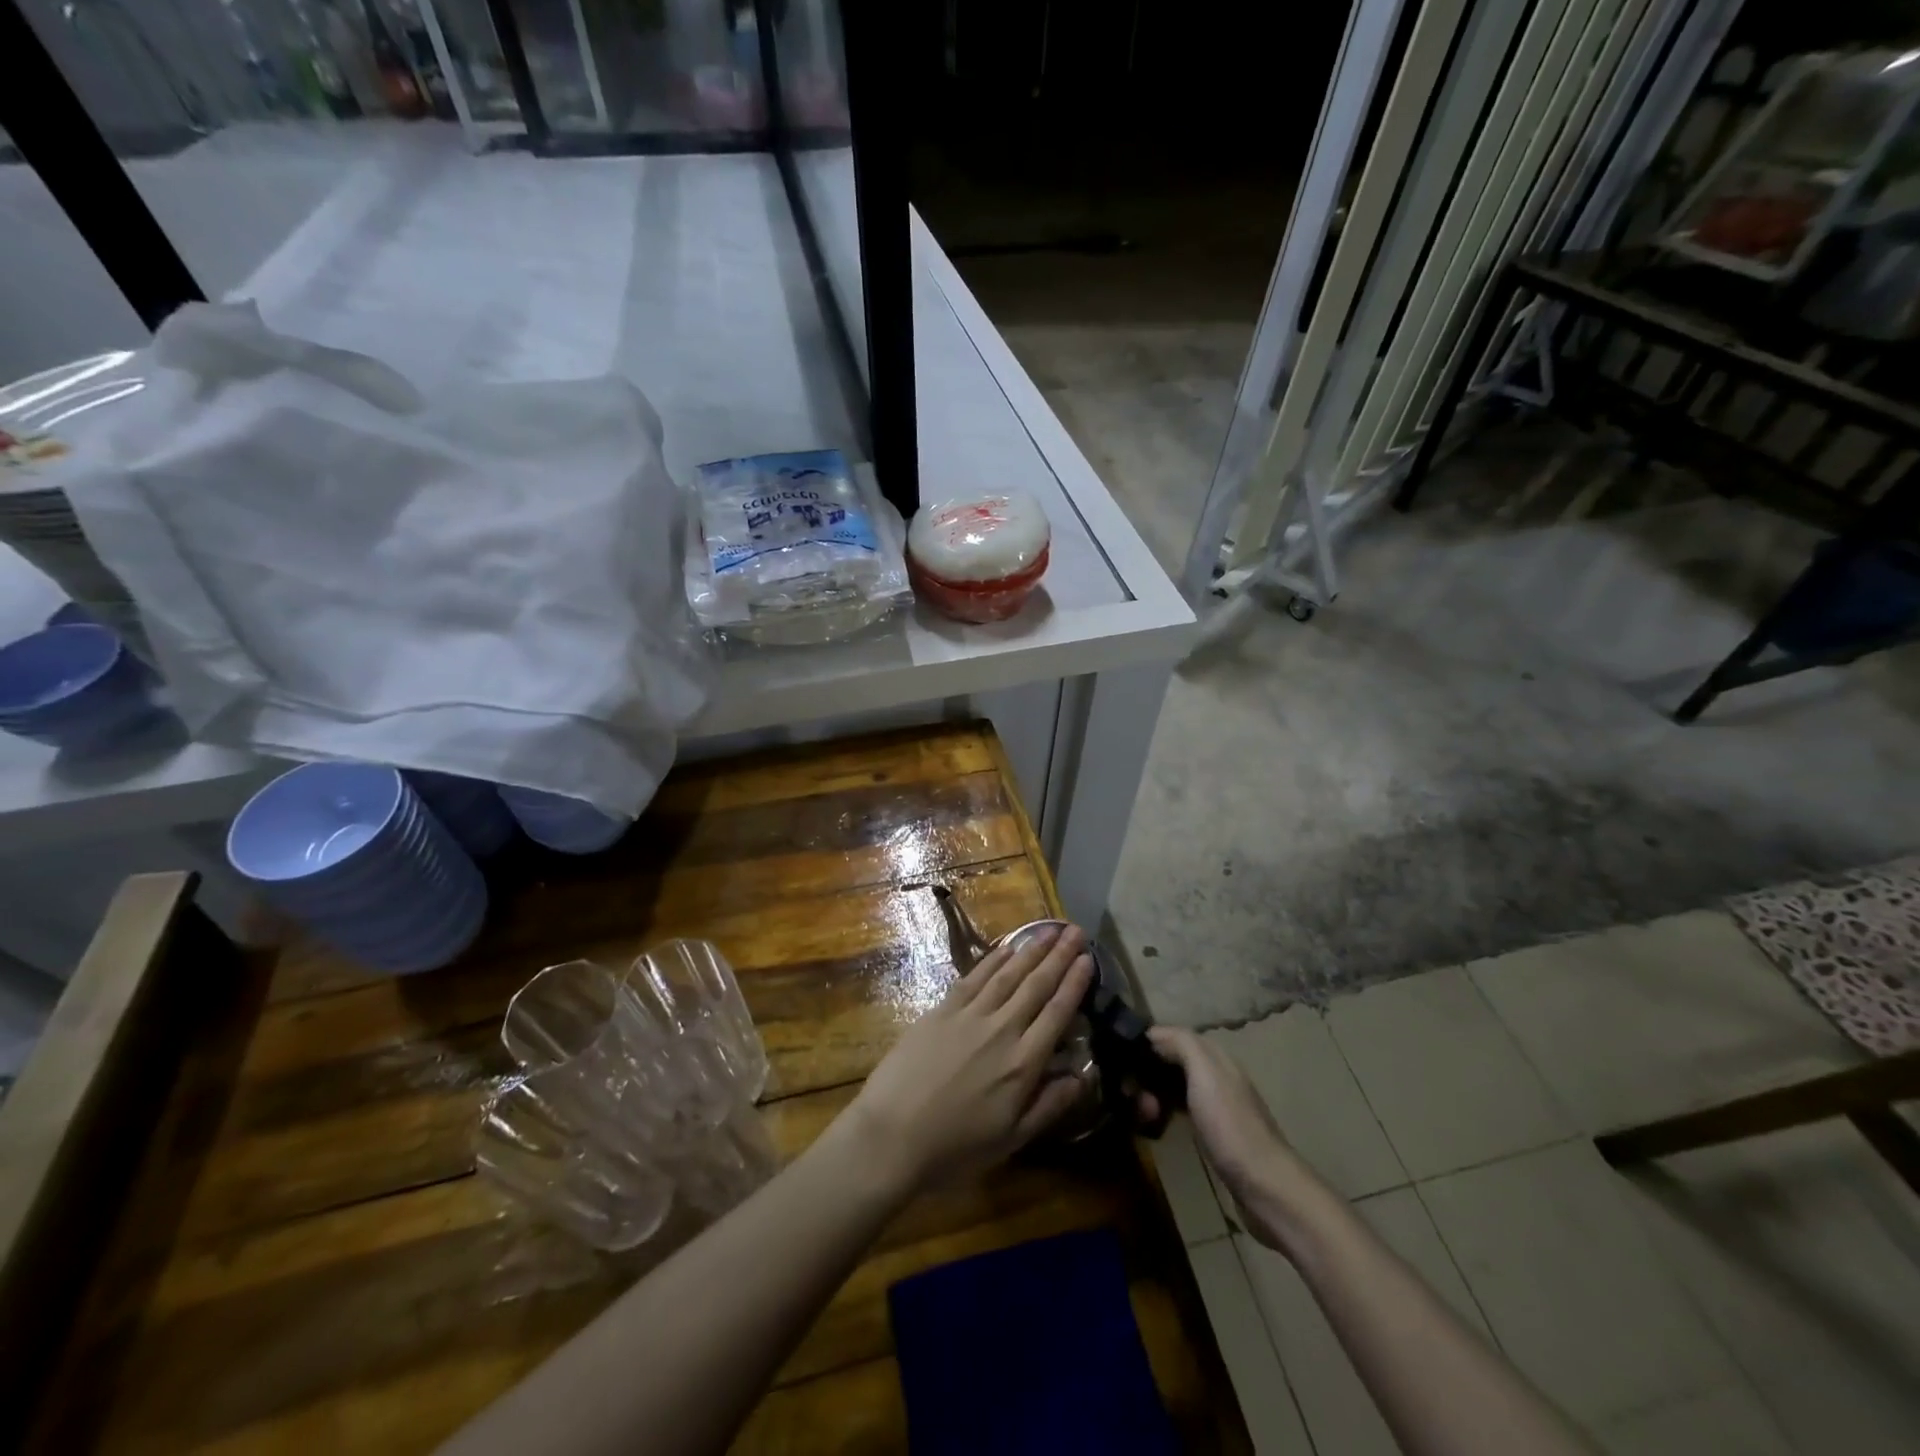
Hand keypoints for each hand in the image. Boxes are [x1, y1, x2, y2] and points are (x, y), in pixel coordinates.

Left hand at [846, 923, 1094, 1192]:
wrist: (892, 1134)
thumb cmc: (955, 1147)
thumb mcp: (1011, 1140)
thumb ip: (1049, 1105)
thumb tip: (1082, 1076)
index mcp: (1023, 1063)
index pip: (1057, 1012)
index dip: (1074, 983)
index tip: (1088, 959)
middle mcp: (1002, 1029)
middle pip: (1036, 985)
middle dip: (1058, 955)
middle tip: (1076, 931)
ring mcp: (969, 1015)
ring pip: (1008, 974)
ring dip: (1030, 950)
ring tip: (1049, 930)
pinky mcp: (942, 1010)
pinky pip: (974, 977)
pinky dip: (993, 960)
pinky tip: (1007, 947)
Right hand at [1139, 1027, 1312, 1243]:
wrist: (1266, 1187)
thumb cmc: (1231, 1126)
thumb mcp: (1205, 1074)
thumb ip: (1183, 1044)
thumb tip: (1154, 1033)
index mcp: (1217, 1058)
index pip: (1174, 1036)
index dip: (1147, 1043)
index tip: (1120, 1058)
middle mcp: (1218, 1077)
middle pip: (1173, 1061)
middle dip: (1148, 1072)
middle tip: (1130, 1094)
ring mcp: (1218, 1107)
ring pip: (1176, 1087)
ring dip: (1154, 1094)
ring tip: (1140, 1113)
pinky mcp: (1216, 1135)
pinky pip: (1182, 1111)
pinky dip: (1166, 1112)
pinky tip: (1155, 1125)